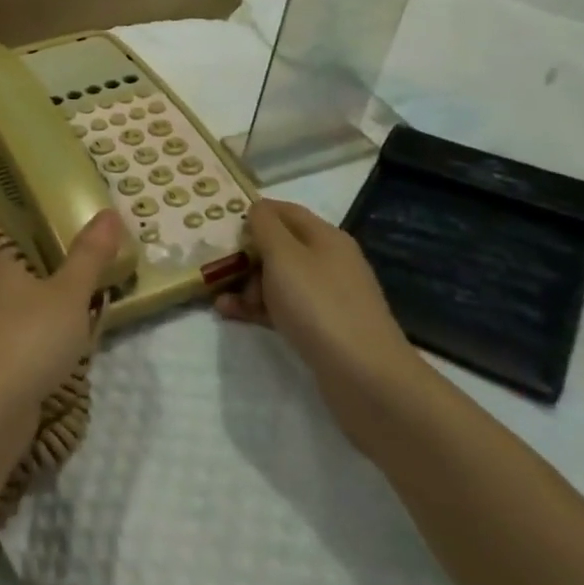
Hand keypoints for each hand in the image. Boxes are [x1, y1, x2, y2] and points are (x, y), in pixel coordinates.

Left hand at [0, 210, 122, 412]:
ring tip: (52, 335)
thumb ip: (89, 257)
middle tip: (43, 296)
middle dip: (6, 294)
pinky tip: (43, 374)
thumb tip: (108, 212)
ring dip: (13, 330)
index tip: (11, 258)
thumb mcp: (69, 293)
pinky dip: (15, 365)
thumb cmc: (28, 334)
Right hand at [215, 200, 431, 452]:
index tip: (221, 225)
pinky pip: (284, 307)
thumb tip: (256, 208)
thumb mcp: (284, 255)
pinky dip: (259, 308)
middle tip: (218, 266)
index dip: (253, 213)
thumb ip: (265, 226)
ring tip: (221, 299)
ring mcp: (328, 296)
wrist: (365, 376)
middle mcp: (329, 261)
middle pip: (279, 246)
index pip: (284, 211)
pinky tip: (233, 314)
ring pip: (279, 280)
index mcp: (325, 237)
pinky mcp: (323, 327)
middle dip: (246, 254)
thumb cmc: (318, 304)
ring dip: (247, 285)